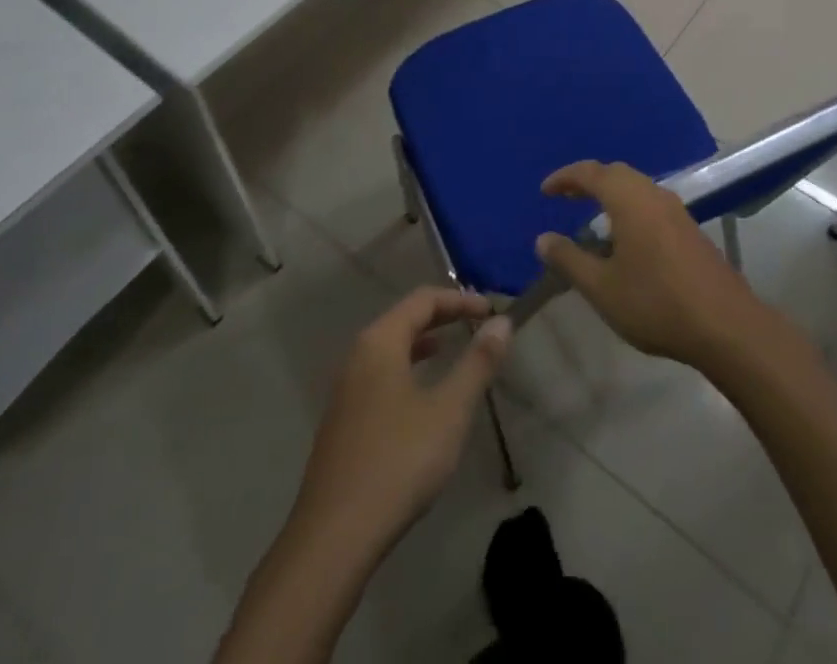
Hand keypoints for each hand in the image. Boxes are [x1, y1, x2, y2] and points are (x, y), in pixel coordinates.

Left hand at [293, 288, 510, 551]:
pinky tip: (423, 396)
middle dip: (443, 316)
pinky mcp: (343, 421)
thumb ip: (477, 363)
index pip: (423, 300)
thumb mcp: (449, 410)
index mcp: (380, 342)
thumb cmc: (398, 462)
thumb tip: (502, 323)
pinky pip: (381, 374)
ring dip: (424, 342)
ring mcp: (346, 390)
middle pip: (404, 318)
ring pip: (391, 348)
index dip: (460, 299)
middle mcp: (358, 356)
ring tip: (453, 349)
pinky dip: (408, 367)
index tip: (492, 310)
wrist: (334, 537)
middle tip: (478, 323)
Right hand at [534, 161, 772, 370]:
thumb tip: (543, 238)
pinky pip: (651, 203)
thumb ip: (569, 259)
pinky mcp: (690, 228)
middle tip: (565, 197)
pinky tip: (625, 238)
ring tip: (591, 217)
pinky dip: (629, 207)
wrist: (725, 325)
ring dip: (611, 194)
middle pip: (616, 173)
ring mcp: (676, 210)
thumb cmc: (655, 302)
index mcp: (629, 199)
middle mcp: (653, 194)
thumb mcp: (602, 287)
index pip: (590, 173)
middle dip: (588, 181)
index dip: (565, 177)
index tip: (545, 191)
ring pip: (636, 187)